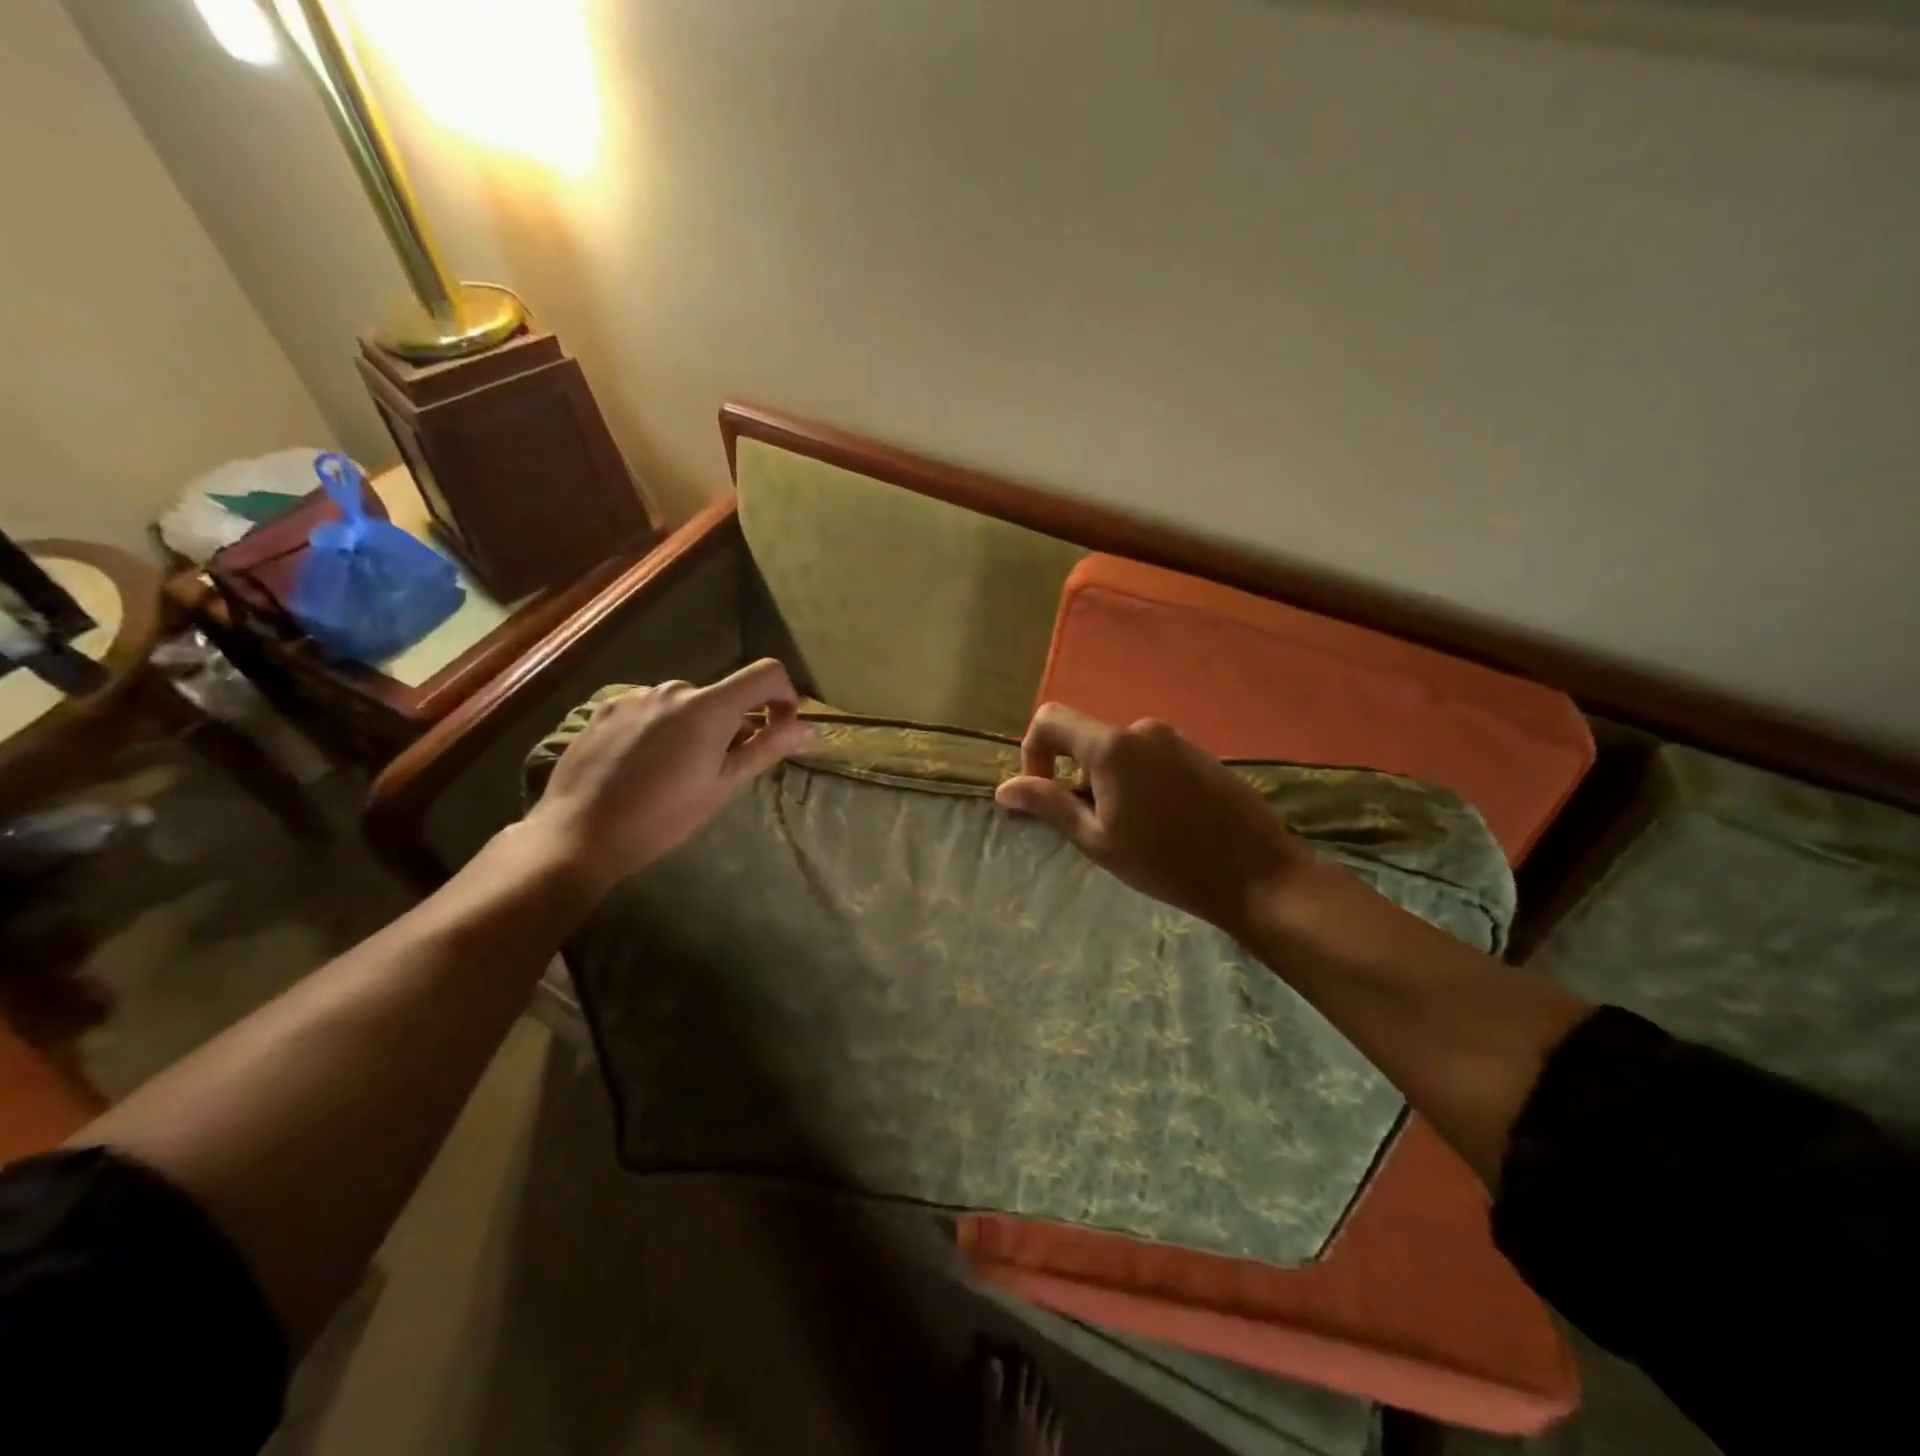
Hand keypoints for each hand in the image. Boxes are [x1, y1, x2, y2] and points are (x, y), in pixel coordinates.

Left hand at [524, 659, 813, 902]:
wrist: (579, 834)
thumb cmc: (662, 817)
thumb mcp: (723, 785)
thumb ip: (767, 749)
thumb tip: (810, 729)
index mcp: (708, 707)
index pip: (765, 673)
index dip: (784, 695)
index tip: (779, 728)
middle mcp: (673, 689)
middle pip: (723, 696)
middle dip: (732, 725)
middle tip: (718, 771)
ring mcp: (635, 696)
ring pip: (686, 704)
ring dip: (695, 727)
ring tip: (674, 772)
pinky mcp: (606, 708)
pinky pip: (651, 708)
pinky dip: (662, 728)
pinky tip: (642, 764)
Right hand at [994, 704, 1311, 940]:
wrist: (1256, 875)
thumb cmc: (1166, 863)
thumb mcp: (1097, 840)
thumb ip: (1049, 804)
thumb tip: (1004, 788)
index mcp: (1112, 746)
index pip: (1049, 719)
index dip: (1033, 753)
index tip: (1045, 794)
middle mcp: (1142, 729)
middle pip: (1085, 739)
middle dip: (1076, 776)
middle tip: (1096, 827)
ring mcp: (1174, 738)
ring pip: (1117, 751)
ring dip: (1108, 782)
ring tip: (1133, 831)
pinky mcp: (1198, 751)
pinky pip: (1148, 757)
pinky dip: (1137, 781)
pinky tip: (1162, 822)